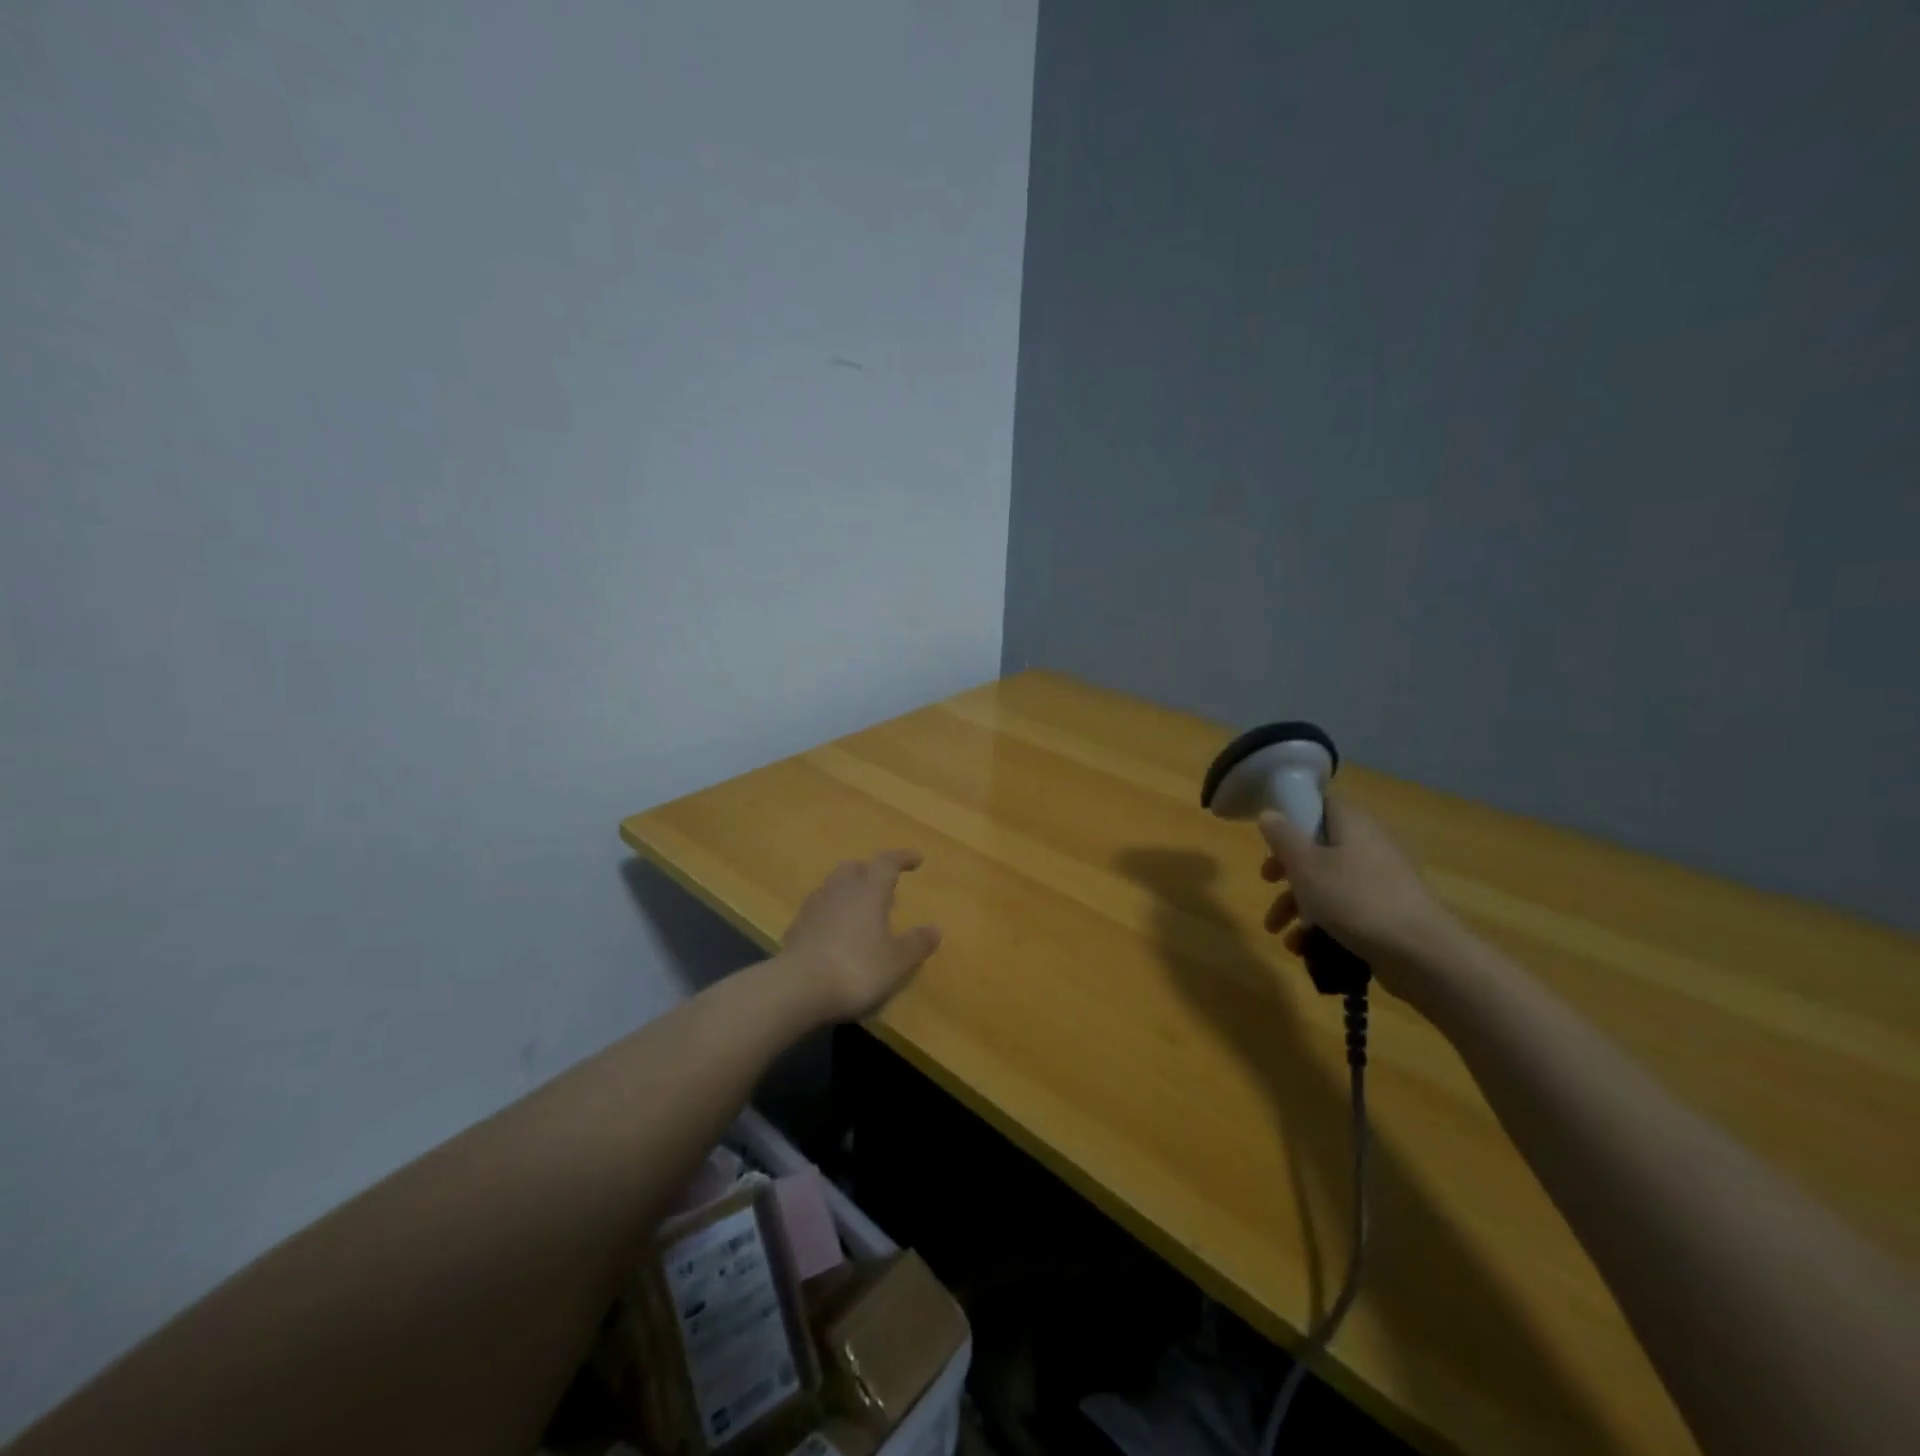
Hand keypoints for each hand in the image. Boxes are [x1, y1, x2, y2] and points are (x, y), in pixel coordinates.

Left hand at [780, 850, 942, 1020]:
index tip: (916, 860)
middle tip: (886, 887)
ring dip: (851, 891)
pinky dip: (833, 912)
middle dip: (871, 872)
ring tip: (863, 912)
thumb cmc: (857, 968)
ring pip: (835, 886)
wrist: (798, 987)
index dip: (903, 858)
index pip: (887, 862)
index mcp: (869, 890)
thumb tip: (935, 929)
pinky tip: (838, 933)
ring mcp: (814, 906)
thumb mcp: (897, 961)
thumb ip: (917, 943)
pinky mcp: (796, 926)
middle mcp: (840, 889)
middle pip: (856, 867)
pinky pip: (820, 908)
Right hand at [1257, 795, 1459, 1008]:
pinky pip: (1344, 909)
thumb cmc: (1356, 899)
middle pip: (1318, 846)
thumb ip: (1283, 837)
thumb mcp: (1306, 866)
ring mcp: (1379, 880)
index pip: (1320, 803)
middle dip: (1287, 868)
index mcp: (1352, 824)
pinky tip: (1301, 947)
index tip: (1269, 835)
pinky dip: (1321, 924)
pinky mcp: (1385, 911)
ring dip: (1297, 904)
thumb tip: (1269, 813)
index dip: (1292, 813)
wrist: (1422, 954)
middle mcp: (1368, 845)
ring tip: (1276, 930)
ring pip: (1327, 882)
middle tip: (1266, 881)